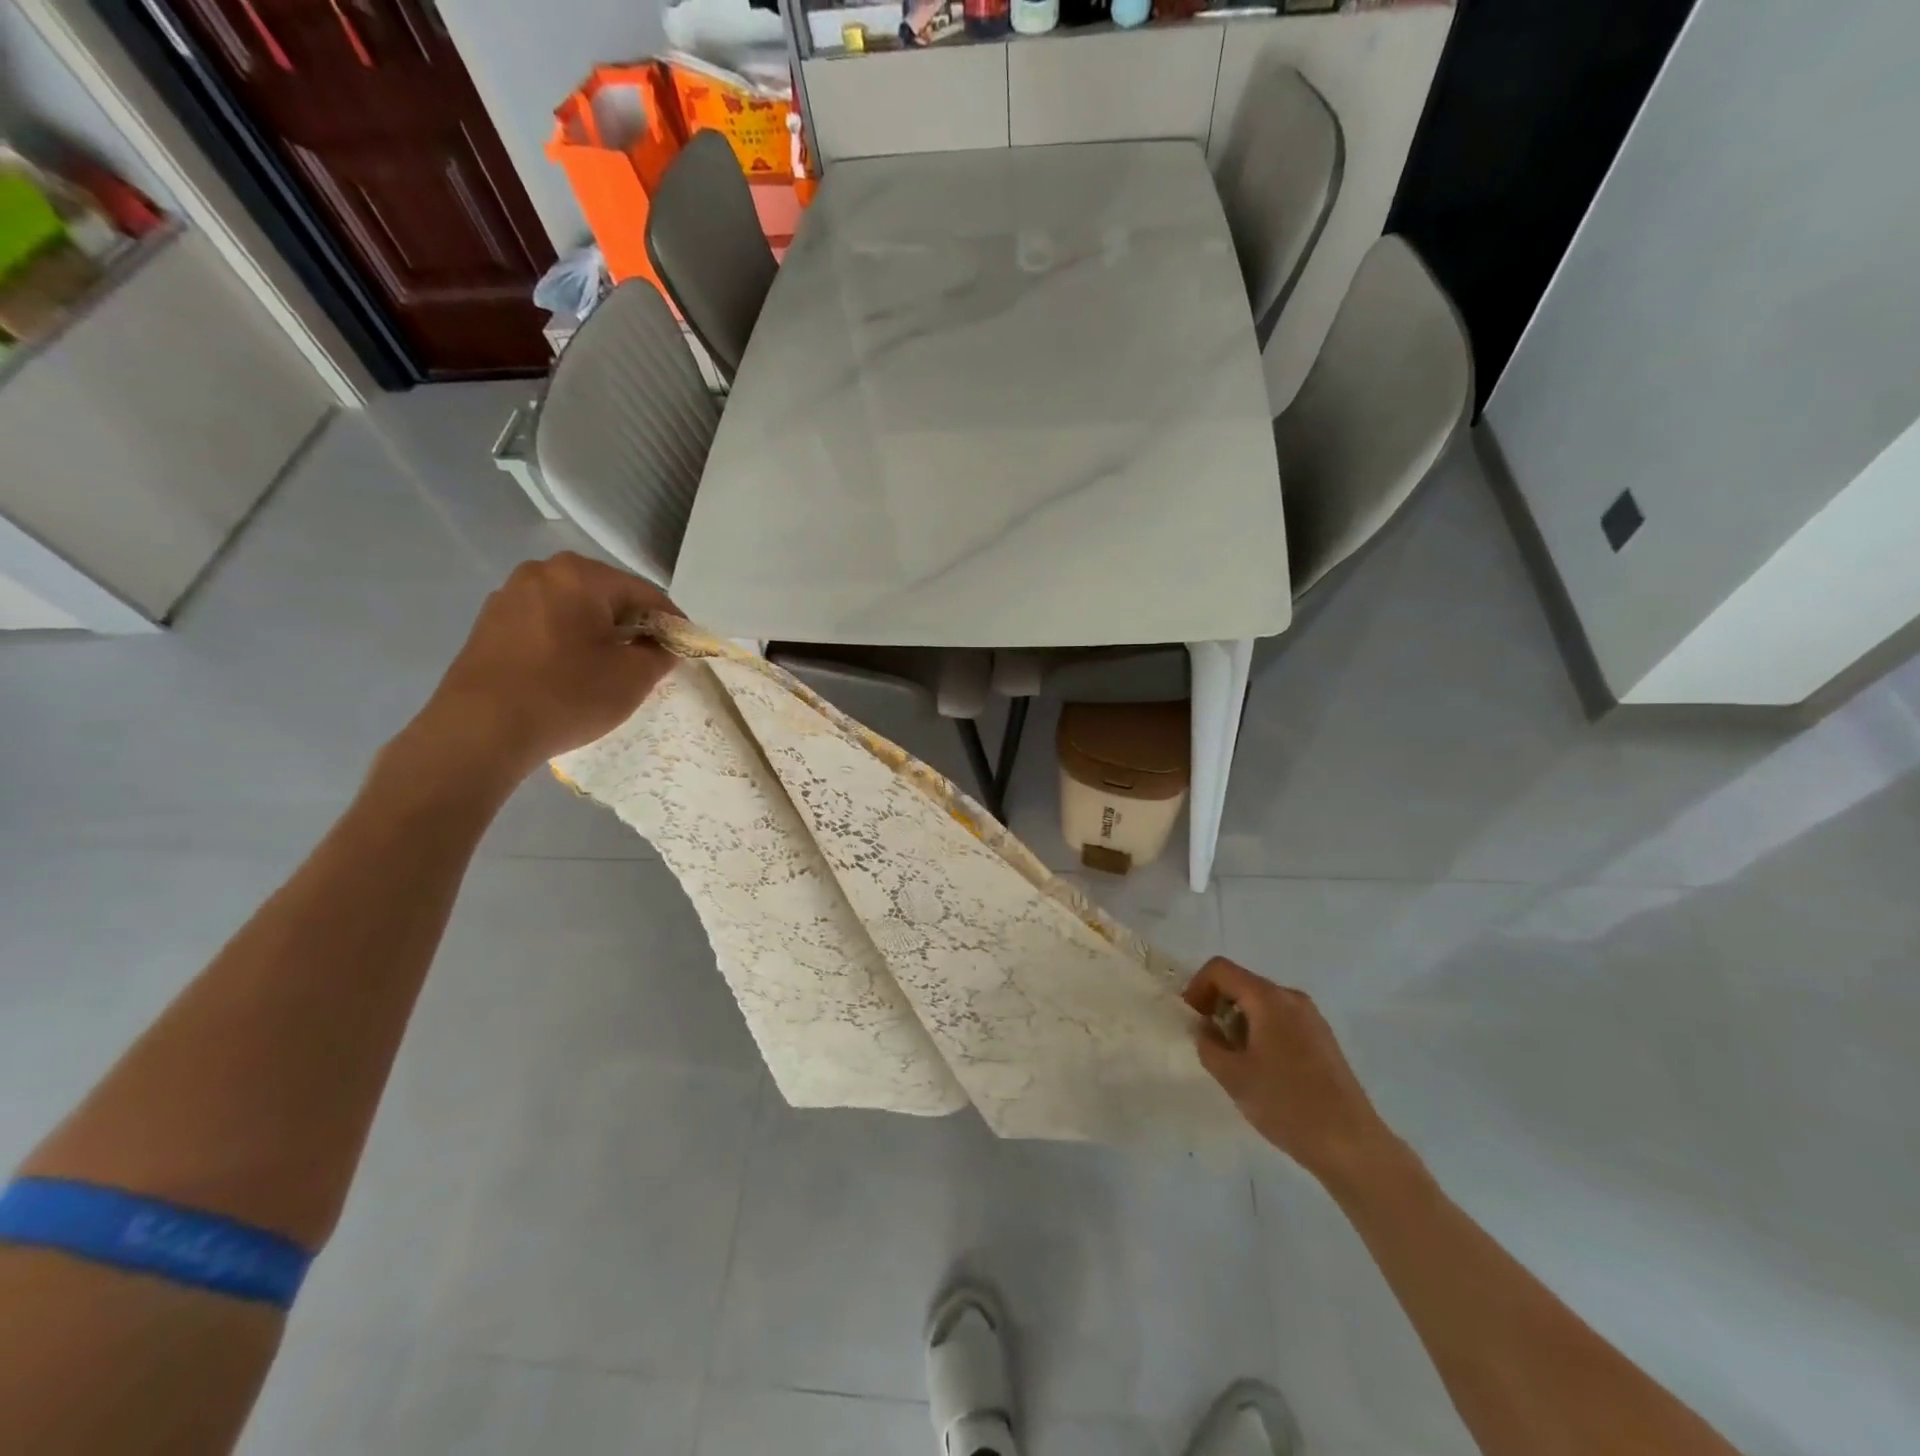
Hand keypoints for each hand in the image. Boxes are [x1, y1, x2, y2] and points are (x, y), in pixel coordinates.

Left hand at [413, 553, 680, 781]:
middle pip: (607, 595)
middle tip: (649, 660)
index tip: (684, 649)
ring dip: (598, 633)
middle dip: (633, 625)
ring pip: (574, 609)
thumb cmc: (566, 695)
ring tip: (610, 668)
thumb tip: (662, 644)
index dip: (672, 622)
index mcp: (580, 574)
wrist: (479, 731)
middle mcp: (542, 572)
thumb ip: (660, 653)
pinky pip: (546, 623)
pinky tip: (572, 671)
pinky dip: (567, 641)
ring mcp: (509, 596)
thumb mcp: (633, 678)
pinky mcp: (489, 623)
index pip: (645, 593)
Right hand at [1183, 957, 1396, 1187]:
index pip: (1220, 969)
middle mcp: (1292, 998)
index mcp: (1269, 999)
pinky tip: (1263, 1070)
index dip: (1197, 987)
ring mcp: (1311, 1018)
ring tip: (1235, 1061)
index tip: (1192, 1020)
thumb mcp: (1233, 1076)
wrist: (1352, 1145)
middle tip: (1209, 1042)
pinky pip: (1280, 1020)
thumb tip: (1204, 1028)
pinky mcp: (1322, 1039)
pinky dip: (1260, 1032)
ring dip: (1238, 1021)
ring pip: (1261, 1003)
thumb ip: (1207, 1044)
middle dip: (1217, 1006)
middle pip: (1242, 984)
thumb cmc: (1287, 1104)